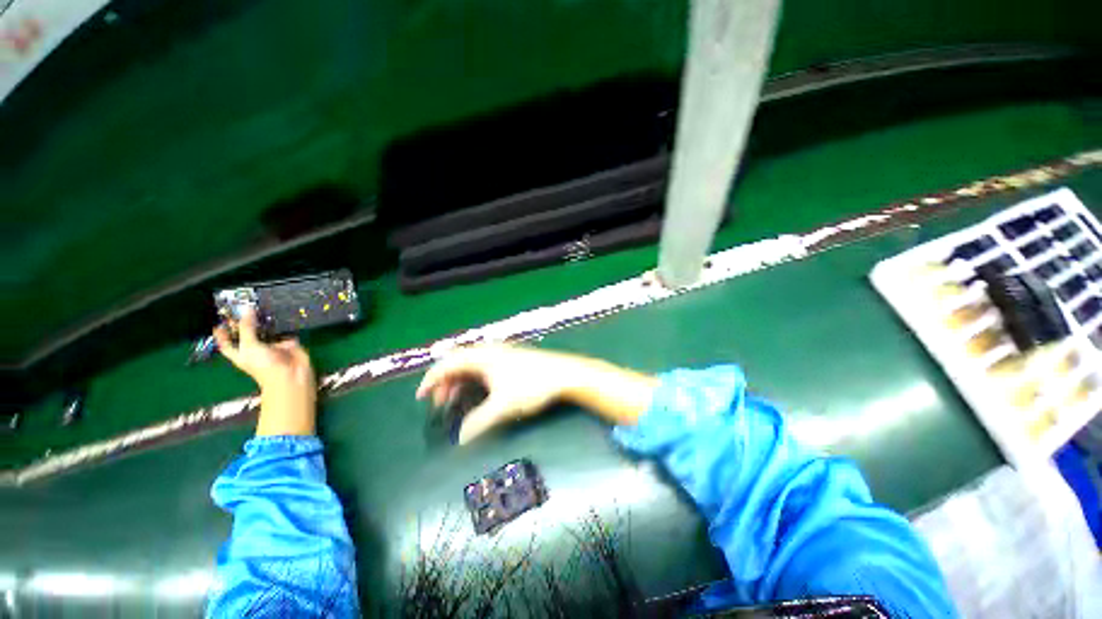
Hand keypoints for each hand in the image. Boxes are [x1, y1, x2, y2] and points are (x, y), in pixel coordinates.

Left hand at [214, 310, 316, 435]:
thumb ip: (247, 328)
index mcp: (241, 353)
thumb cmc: (264, 366)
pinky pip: (285, 332)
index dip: (223, 334)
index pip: (227, 343)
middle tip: (244, 307)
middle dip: (246, 322)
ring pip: (267, 331)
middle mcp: (255, 348)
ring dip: (266, 321)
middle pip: (247, 333)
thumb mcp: (250, 346)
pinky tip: (280, 313)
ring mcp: (272, 346)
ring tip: (262, 305)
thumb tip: (247, 309)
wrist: (291, 375)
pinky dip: (284, 325)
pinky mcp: (288, 343)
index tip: (220, 322)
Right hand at [417, 344, 657, 443]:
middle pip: (457, 363)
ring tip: (456, 400)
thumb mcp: (503, 406)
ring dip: (460, 381)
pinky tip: (478, 393)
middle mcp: (489, 350)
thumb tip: (461, 439)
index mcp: (482, 356)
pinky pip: (483, 367)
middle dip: (445, 382)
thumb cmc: (532, 385)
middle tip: (440, 404)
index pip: (447, 363)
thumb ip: (479, 422)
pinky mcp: (511, 359)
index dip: (431, 380)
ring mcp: (501, 353)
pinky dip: (473, 380)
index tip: (421, 398)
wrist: (564, 374)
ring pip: (471, 365)